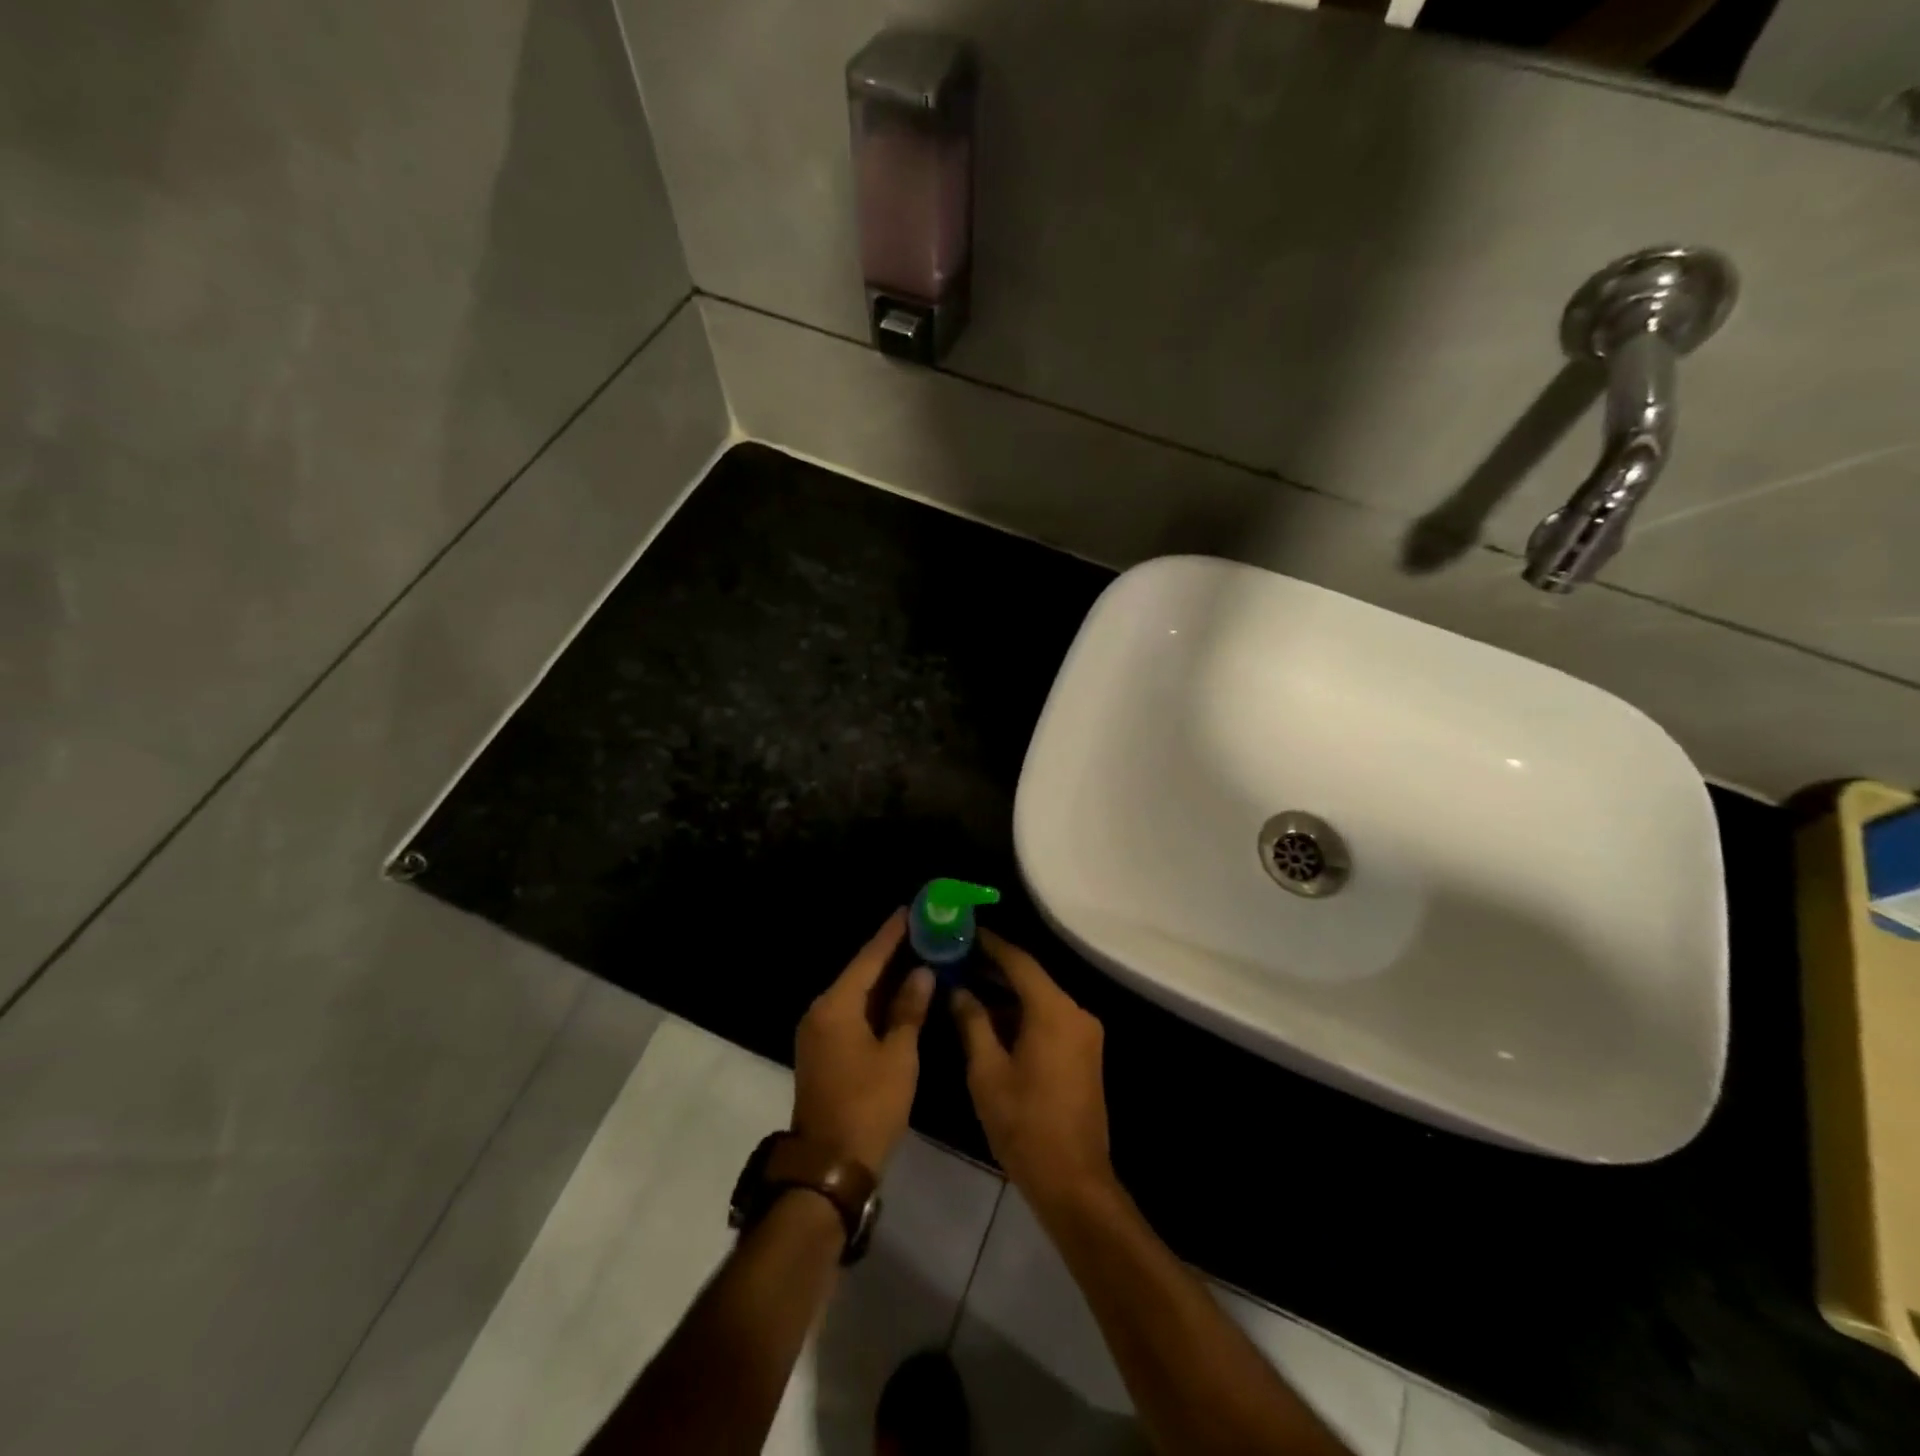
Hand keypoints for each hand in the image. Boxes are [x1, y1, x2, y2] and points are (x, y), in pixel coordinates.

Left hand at [792, 910, 933, 1171]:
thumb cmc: (868, 1106)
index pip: (869, 958)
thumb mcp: (898, 1057)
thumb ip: (909, 1010)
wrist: (830, 1165)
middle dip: (891, 952)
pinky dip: (877, 1001)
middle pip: (861, 972)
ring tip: (919, 953)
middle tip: (923, 929)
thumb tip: (921, 972)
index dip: (891, 934)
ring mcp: (820, 1032)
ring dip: (885, 977)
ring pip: (857, 993)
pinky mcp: (825, 1050)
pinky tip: (901, 994)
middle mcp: (822, 1011)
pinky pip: (853, 1011)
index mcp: (836, 1006)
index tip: (911, 909)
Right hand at [952, 928, 1114, 1213]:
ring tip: (967, 985)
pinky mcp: (1084, 1054)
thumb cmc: (1024, 1124)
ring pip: (1041, 1000)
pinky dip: (1023, 1015)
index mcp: (1054, 1011)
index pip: (1019, 962)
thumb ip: (972, 1023)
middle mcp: (1076, 1013)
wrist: (1073, 1181)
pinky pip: (1050, 1020)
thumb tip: (958, 990)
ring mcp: (1084, 1034)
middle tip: (958, 958)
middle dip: (995, 968)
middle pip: (1032, 978)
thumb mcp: (987, 1072)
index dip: (991, 945)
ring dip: (1007, 994)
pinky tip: (992, 1019)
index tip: (964, 931)